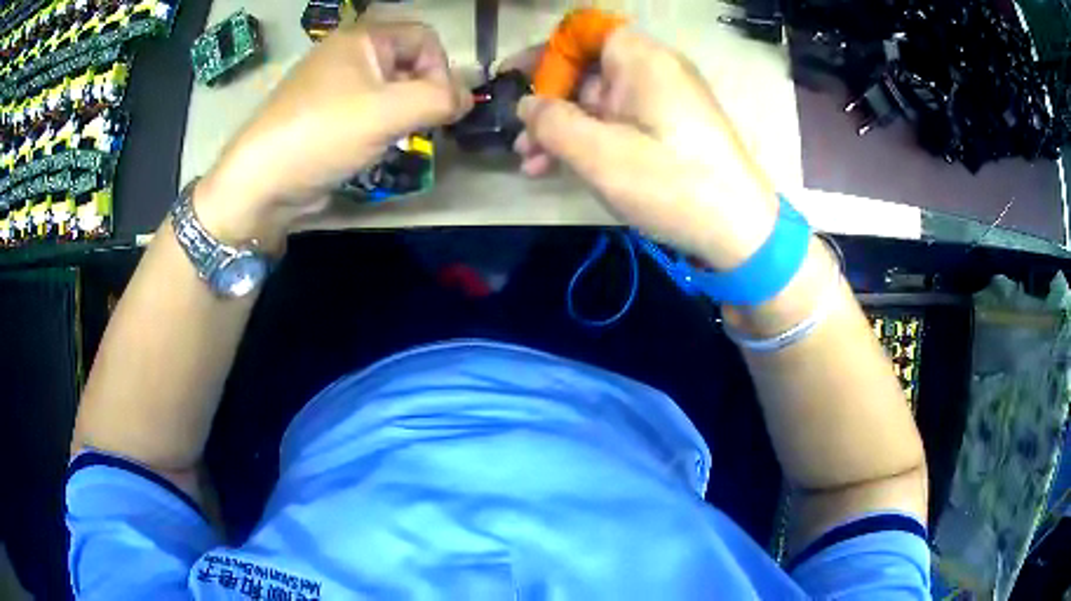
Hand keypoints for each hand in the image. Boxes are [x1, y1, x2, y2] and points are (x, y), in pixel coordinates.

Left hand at [195, 21, 471, 249]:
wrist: (260, 182)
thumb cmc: (323, 134)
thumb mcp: (389, 112)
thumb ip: (439, 100)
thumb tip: (467, 99)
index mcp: (362, 38)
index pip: (424, 38)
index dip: (441, 69)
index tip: (437, 108)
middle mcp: (348, 53)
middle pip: (408, 63)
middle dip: (421, 95)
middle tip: (417, 128)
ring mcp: (334, 84)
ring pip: (389, 89)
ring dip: (402, 115)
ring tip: (394, 140)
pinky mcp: (325, 113)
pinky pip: (368, 109)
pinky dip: (380, 127)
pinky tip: (372, 148)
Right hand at [513, 29, 778, 269]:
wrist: (741, 231)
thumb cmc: (671, 183)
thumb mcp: (599, 154)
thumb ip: (551, 123)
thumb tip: (526, 104)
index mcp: (641, 59)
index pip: (583, 33)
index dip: (545, 53)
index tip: (514, 81)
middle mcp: (654, 69)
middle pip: (588, 69)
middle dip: (547, 102)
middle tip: (519, 139)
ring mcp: (664, 100)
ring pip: (600, 100)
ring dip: (563, 127)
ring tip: (532, 163)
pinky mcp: (670, 127)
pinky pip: (621, 120)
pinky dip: (591, 138)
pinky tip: (563, 167)